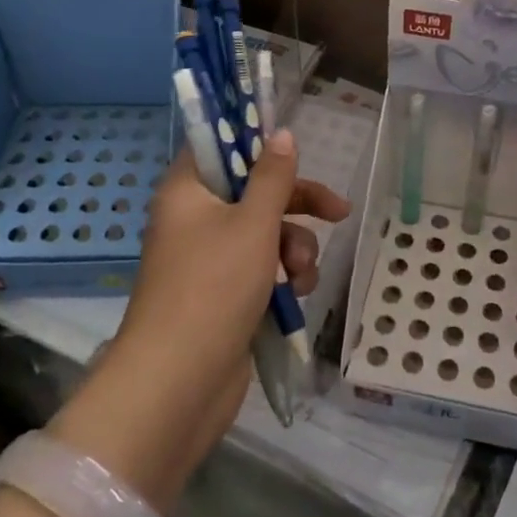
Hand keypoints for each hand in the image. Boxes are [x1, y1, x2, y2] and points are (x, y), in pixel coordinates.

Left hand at [48, 129, 348, 512]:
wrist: (178, 383)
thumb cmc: (214, 287)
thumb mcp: (253, 224)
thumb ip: (273, 177)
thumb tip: (281, 133)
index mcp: (188, 191)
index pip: (219, 147)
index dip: (256, 144)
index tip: (294, 150)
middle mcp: (194, 219)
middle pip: (253, 192)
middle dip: (296, 205)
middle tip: (337, 211)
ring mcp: (208, 259)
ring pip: (264, 232)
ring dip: (294, 247)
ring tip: (302, 273)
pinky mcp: (223, 294)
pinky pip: (261, 267)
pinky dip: (283, 275)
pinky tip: (297, 294)